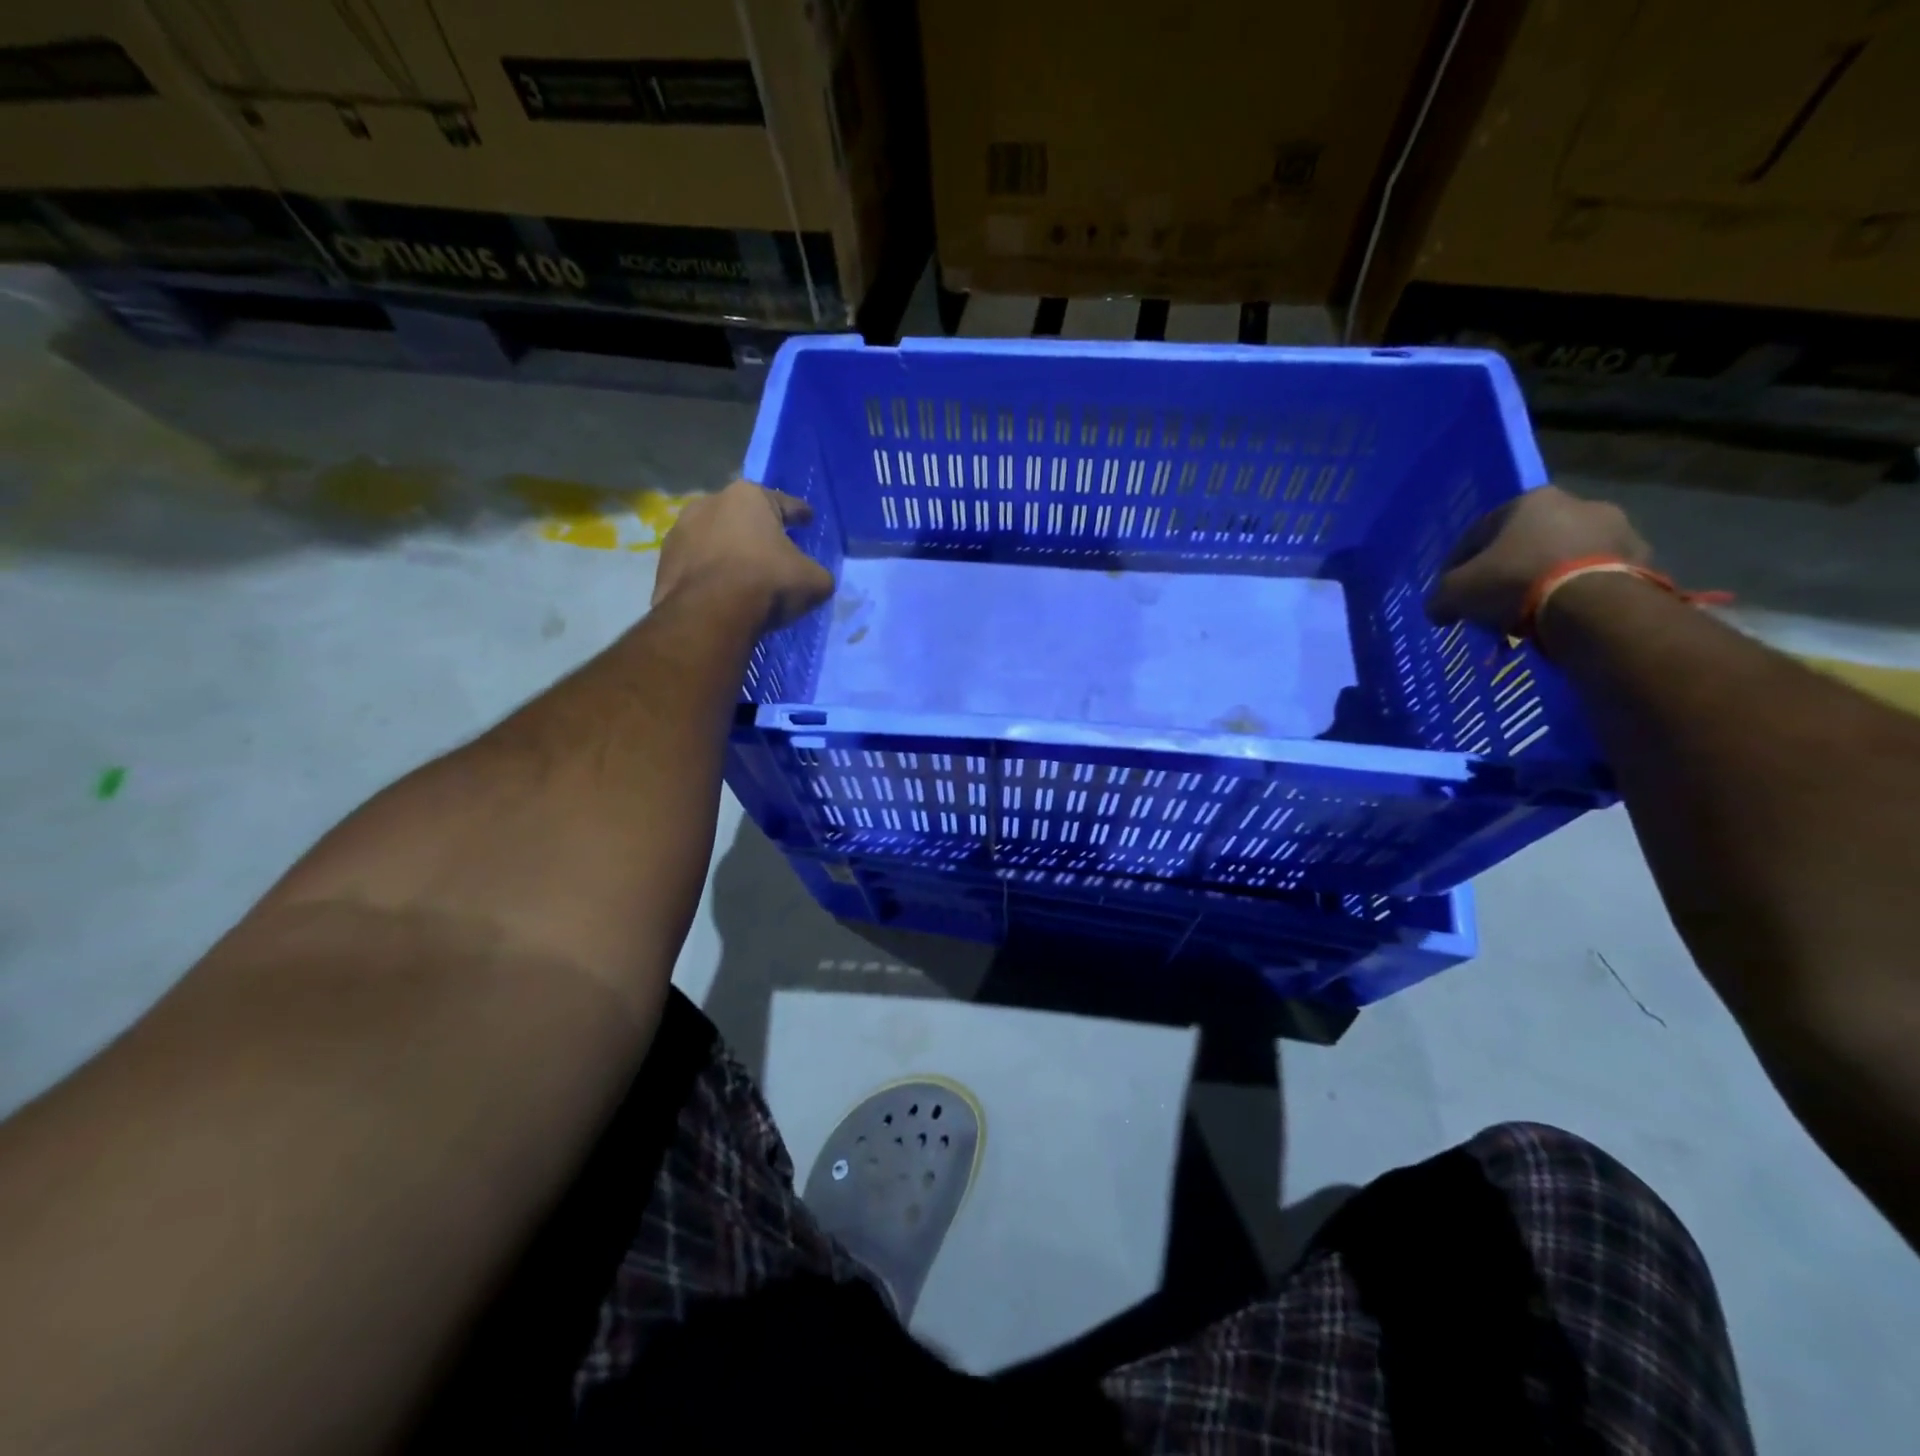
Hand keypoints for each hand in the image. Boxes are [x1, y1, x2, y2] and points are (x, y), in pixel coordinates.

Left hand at [652, 479, 834, 631]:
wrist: (711, 613)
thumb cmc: (767, 582)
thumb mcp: (814, 581)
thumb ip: (817, 573)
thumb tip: (814, 578)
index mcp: (749, 496)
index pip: (784, 503)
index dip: (800, 514)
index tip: (808, 519)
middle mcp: (710, 502)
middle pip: (743, 517)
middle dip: (757, 531)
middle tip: (773, 550)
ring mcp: (680, 530)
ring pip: (714, 538)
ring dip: (728, 551)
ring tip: (742, 575)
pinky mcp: (663, 561)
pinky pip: (696, 565)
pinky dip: (708, 574)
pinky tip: (719, 592)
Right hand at [1425, 485, 1650, 634]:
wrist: (1592, 605)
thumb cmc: (1515, 582)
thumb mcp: (1456, 592)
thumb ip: (1441, 596)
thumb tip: (1438, 608)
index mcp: (1532, 500)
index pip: (1481, 530)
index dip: (1459, 562)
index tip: (1451, 590)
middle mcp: (1579, 504)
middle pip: (1529, 541)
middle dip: (1510, 569)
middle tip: (1493, 600)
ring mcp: (1619, 530)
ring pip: (1566, 558)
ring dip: (1547, 580)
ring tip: (1528, 614)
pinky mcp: (1643, 561)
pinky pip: (1595, 579)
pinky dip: (1577, 595)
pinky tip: (1560, 619)